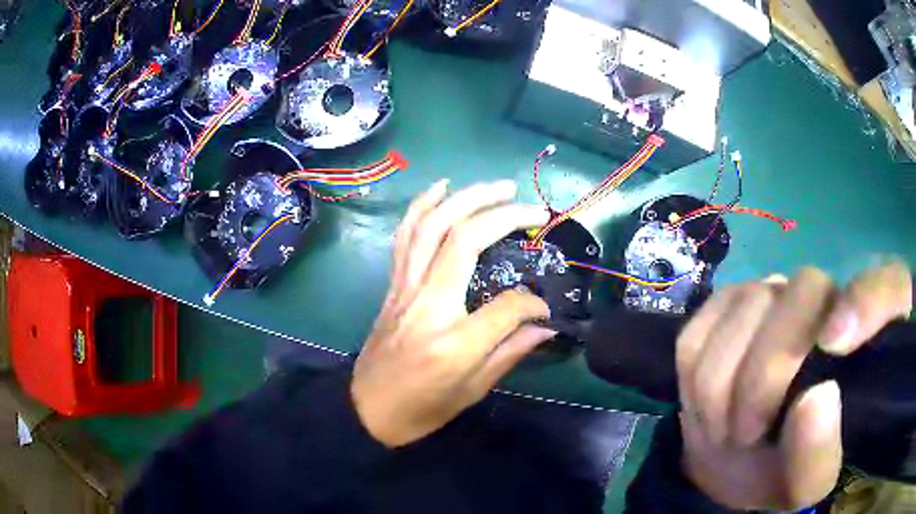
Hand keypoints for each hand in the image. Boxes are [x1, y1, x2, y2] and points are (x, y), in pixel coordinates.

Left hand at [351, 180, 555, 446]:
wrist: (367, 408)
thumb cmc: (422, 408)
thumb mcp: (473, 390)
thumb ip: (511, 351)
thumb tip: (546, 324)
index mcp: (454, 342)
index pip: (508, 304)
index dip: (533, 303)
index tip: (543, 311)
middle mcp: (427, 304)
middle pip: (465, 239)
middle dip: (503, 215)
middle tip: (532, 207)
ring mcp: (405, 288)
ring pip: (431, 226)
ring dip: (465, 198)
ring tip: (496, 187)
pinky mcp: (393, 284)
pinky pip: (405, 236)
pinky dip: (422, 206)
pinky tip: (440, 188)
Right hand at [677, 262, 911, 509]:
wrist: (735, 460)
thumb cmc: (782, 470)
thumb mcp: (803, 484)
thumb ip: (816, 456)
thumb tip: (816, 398)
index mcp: (869, 339)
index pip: (890, 283)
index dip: (865, 301)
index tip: (833, 345)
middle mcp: (830, 299)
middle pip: (805, 290)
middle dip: (764, 373)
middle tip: (744, 434)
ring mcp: (779, 292)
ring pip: (748, 304)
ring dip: (722, 382)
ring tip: (724, 428)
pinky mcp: (732, 301)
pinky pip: (704, 321)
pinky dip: (696, 372)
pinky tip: (708, 401)